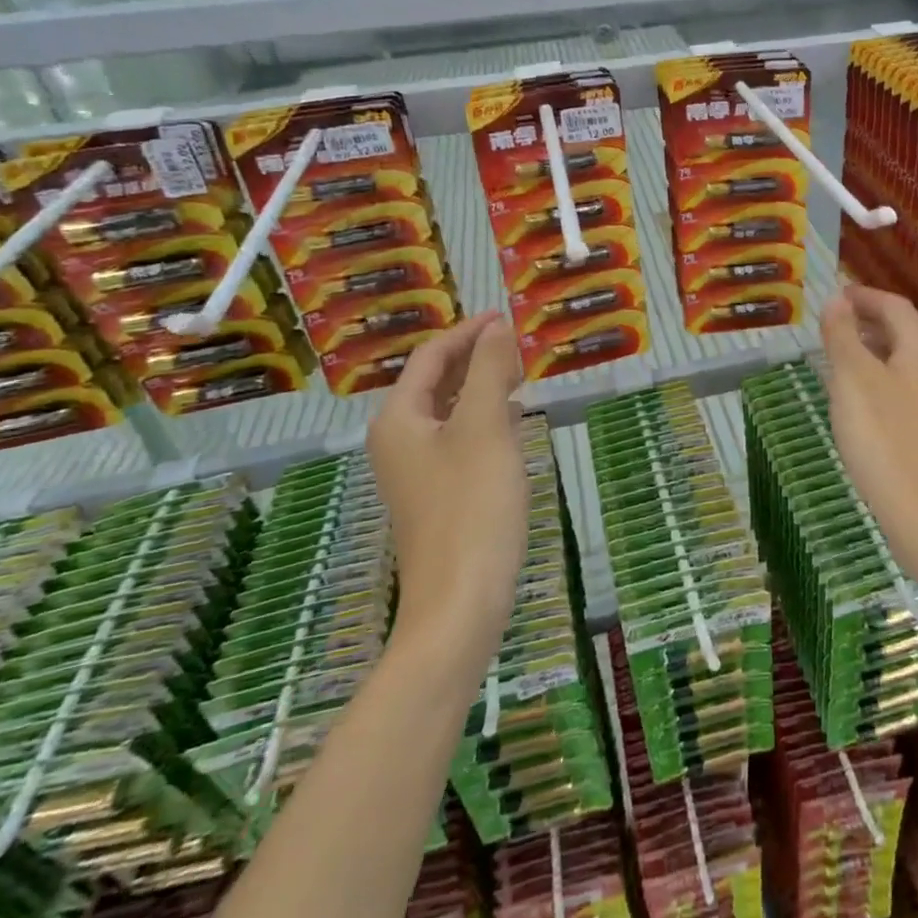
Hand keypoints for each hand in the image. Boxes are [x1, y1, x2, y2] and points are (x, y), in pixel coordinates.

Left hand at [368, 312, 526, 649]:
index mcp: (399, 419)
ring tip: (519, 374)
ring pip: (448, 411)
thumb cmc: (472, 505)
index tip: (506, 317)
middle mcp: (399, 440)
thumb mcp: (484, 427)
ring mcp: (416, 472)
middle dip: (474, 358)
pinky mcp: (437, 495)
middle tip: (517, 345)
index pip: (430, 357)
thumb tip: (495, 328)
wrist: (460, 601)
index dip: (467, 332)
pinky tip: (510, 421)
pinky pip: (458, 439)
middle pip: (434, 382)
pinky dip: (483, 419)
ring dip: (480, 387)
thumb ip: (488, 371)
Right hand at [820, 285, 917, 580]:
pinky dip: (877, 381)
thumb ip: (843, 335)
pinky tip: (856, 404)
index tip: (836, 294)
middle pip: (901, 333)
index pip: (895, 306)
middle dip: (866, 323)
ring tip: (837, 360)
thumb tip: (837, 298)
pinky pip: (901, 391)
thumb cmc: (883, 437)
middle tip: (831, 326)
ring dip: (870, 353)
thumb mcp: (853, 378)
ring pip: (901, 364)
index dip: (865, 295)